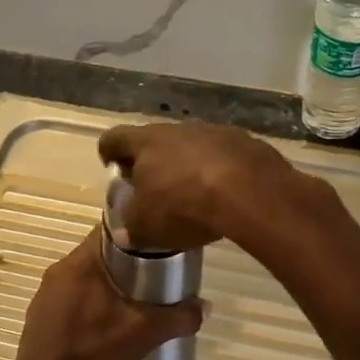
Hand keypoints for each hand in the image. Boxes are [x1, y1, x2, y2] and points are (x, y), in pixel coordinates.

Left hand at [0, 231, 203, 359]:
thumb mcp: (143, 334)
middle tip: (155, 274)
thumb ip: (178, 317)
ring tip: (134, 299)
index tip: (159, 242)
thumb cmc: (92, 351)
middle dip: (126, 261)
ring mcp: (45, 294)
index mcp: (80, 262)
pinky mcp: (40, 316)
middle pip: (98, 253)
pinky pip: (71, 297)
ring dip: (107, 283)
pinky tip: (105, 323)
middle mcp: (58, 270)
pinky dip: (90, 302)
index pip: (109, 228)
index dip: (137, 230)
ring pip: (84, 276)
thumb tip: (205, 307)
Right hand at [98, 121, 305, 250]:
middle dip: (154, 162)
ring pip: (193, 146)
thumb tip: (126, 231)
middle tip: (154, 189)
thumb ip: (131, 226)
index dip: (109, 152)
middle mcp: (178, 128)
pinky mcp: (246, 142)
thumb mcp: (146, 226)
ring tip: (194, 194)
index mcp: (146, 142)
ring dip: (190, 165)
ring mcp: (215, 132)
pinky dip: (221, 171)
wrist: (250, 192)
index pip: (115, 138)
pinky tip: (227, 196)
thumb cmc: (183, 206)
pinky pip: (225, 156)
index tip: (112, 168)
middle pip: (157, 140)